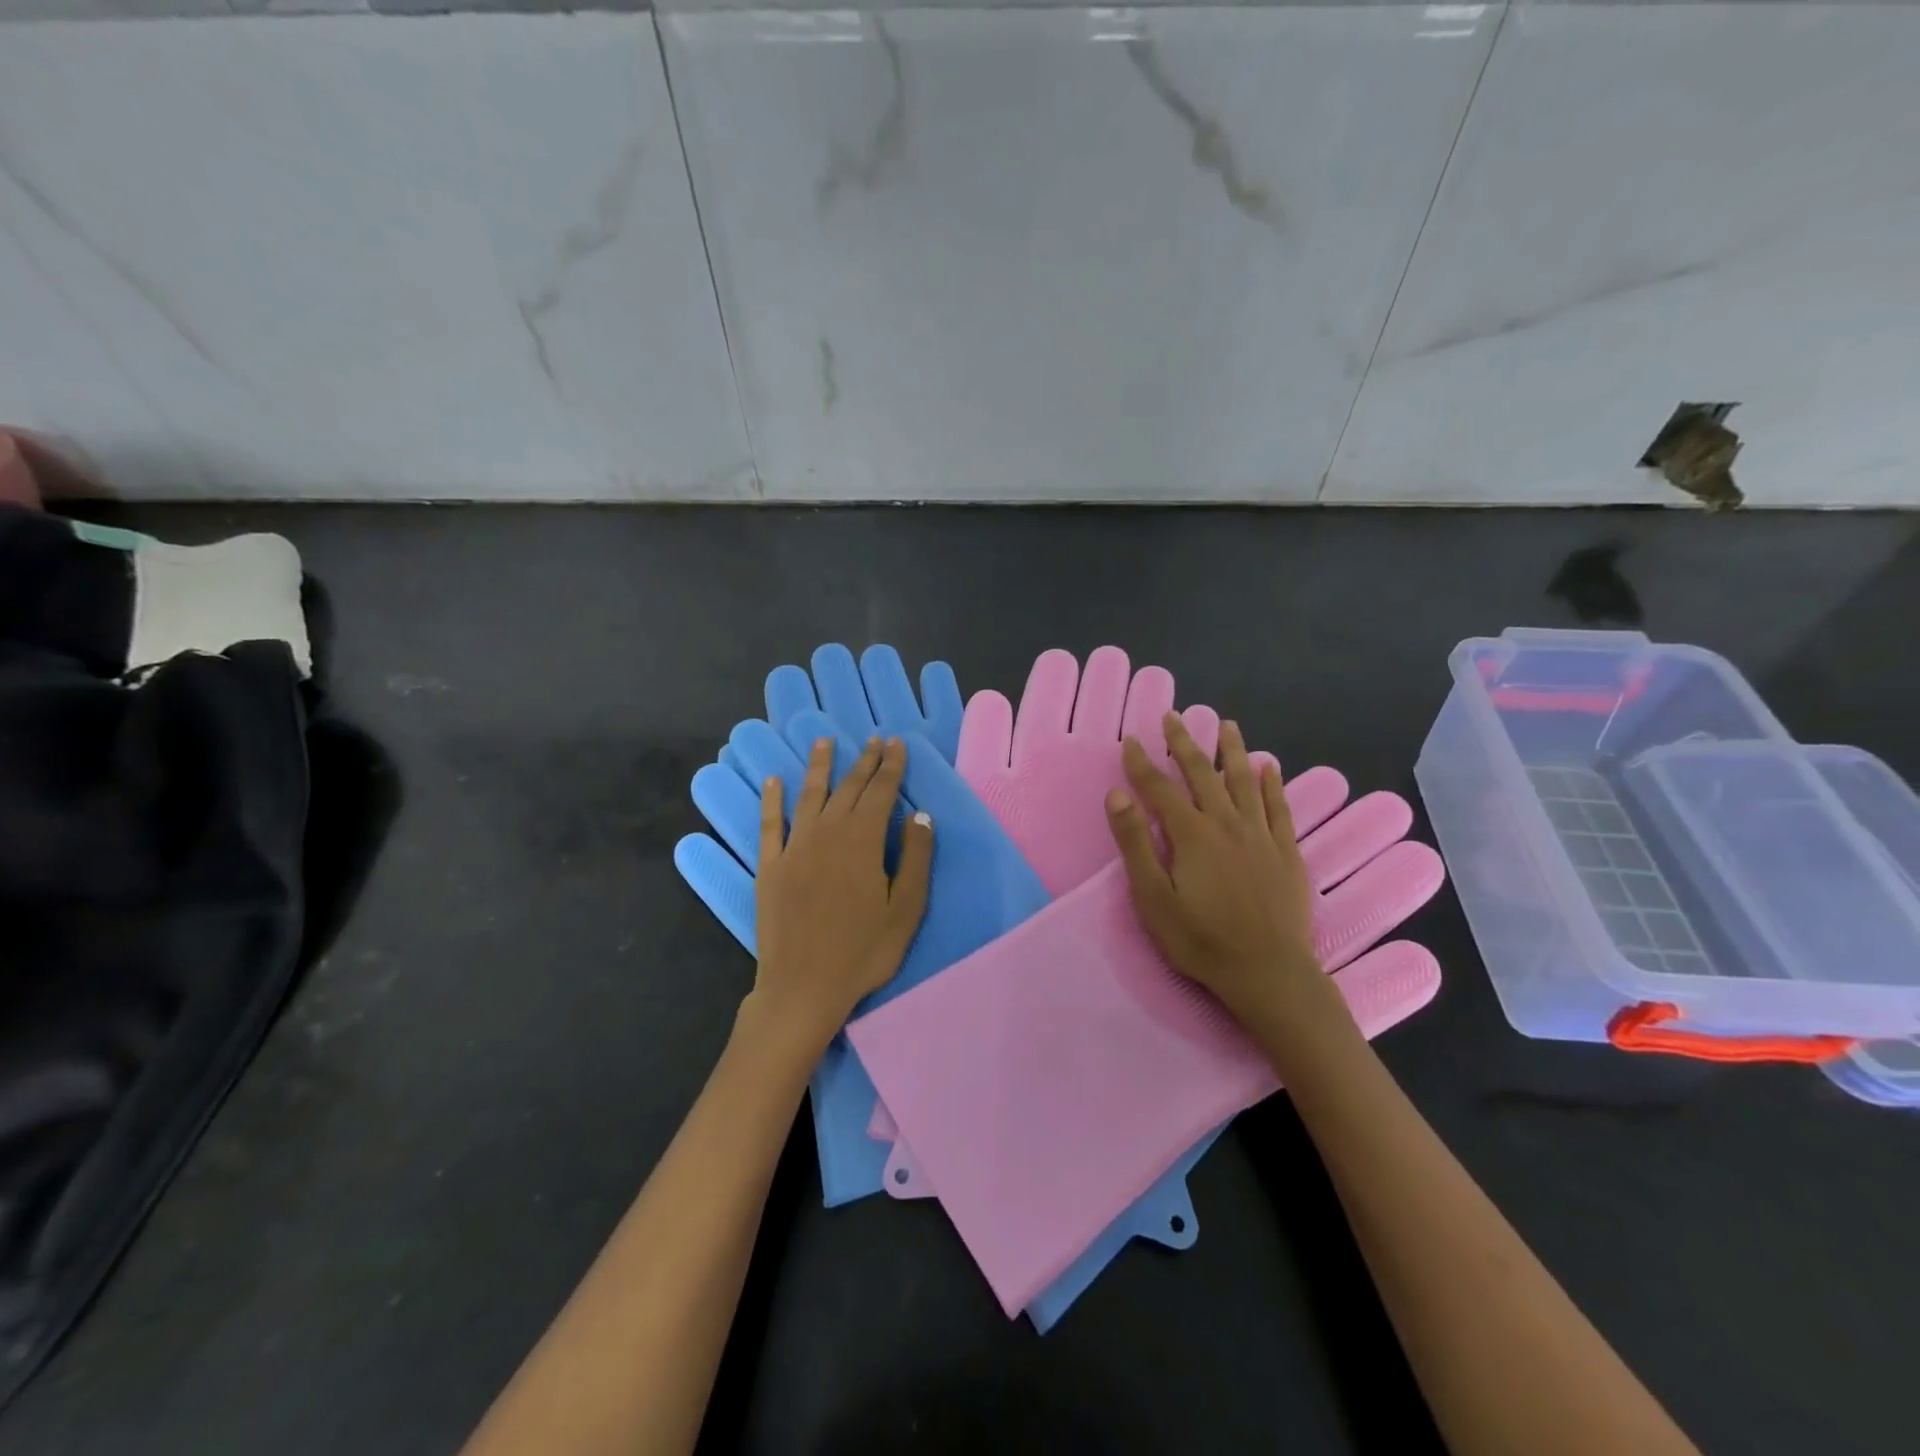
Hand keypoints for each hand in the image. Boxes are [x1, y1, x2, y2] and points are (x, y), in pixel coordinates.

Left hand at [749, 735, 932, 1045]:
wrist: (803, 988)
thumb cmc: (863, 952)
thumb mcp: (905, 910)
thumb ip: (915, 859)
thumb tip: (920, 815)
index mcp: (863, 842)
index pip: (881, 792)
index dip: (891, 766)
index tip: (897, 743)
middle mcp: (827, 834)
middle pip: (848, 788)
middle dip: (864, 761)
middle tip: (874, 740)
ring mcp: (794, 848)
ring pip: (809, 796)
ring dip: (819, 767)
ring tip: (825, 742)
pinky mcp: (770, 866)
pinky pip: (770, 824)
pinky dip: (772, 800)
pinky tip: (773, 781)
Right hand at [1104, 714, 1329, 1027]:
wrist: (1269, 973)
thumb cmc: (1202, 941)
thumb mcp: (1154, 899)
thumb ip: (1135, 844)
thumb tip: (1118, 795)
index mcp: (1192, 835)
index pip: (1160, 788)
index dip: (1142, 762)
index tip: (1131, 740)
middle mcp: (1227, 824)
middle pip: (1202, 774)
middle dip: (1184, 744)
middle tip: (1174, 717)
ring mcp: (1261, 836)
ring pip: (1245, 782)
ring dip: (1232, 751)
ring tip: (1226, 725)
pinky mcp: (1286, 852)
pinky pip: (1279, 808)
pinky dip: (1273, 784)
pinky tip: (1269, 767)